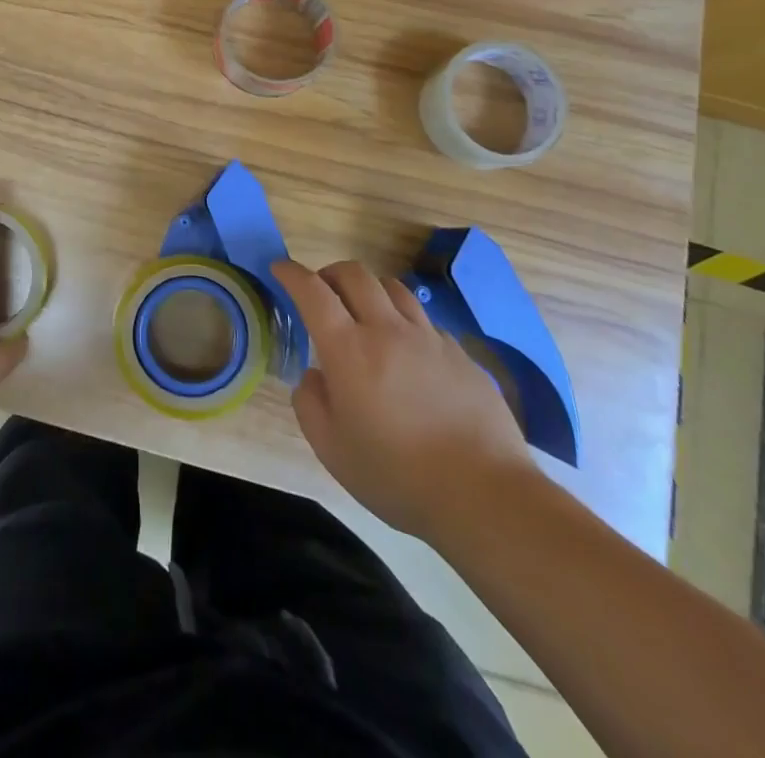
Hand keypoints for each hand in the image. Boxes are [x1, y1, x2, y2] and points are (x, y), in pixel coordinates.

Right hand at [274, 259, 538, 541]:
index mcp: (348, 350)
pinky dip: (404, 320)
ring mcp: (428, 338)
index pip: (313, 291)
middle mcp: (387, 330)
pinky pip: (424, 320)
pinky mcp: (460, 353)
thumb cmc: (397, 476)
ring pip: (393, 287)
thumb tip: (314, 376)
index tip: (280, 268)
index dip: (291, 273)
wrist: (485, 495)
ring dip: (369, 289)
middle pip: (354, 274)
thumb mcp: (332, 450)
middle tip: (321, 290)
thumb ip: (310, 404)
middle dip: (330, 272)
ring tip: (364, 311)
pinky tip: (406, 350)